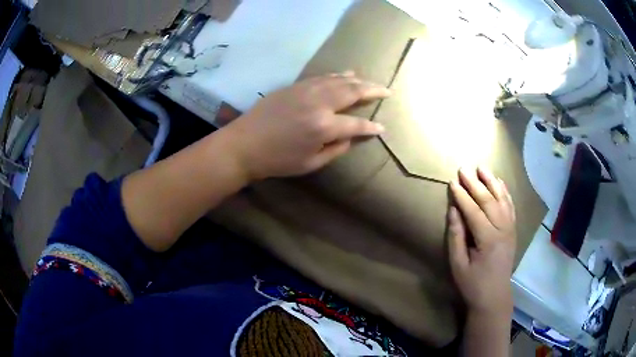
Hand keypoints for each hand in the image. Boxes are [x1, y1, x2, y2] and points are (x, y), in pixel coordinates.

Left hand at [224, 72, 389, 180]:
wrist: (244, 144)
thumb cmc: (277, 160)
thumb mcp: (310, 163)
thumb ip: (336, 149)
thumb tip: (351, 136)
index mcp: (323, 126)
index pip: (356, 124)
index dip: (371, 127)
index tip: (382, 128)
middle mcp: (318, 103)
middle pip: (352, 92)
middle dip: (373, 91)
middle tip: (387, 90)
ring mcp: (306, 90)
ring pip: (339, 80)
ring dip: (358, 80)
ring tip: (371, 82)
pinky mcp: (295, 86)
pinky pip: (322, 77)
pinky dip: (337, 75)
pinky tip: (345, 74)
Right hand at [447, 167, 516, 318]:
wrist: (494, 296)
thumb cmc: (473, 284)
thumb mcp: (458, 265)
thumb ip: (456, 237)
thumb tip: (453, 211)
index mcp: (488, 240)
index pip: (474, 211)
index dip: (462, 196)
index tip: (452, 182)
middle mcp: (503, 230)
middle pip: (489, 201)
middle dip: (475, 184)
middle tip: (464, 169)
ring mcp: (510, 229)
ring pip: (502, 199)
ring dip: (492, 182)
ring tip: (482, 168)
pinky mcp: (513, 230)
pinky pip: (510, 206)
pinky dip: (505, 192)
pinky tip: (500, 182)